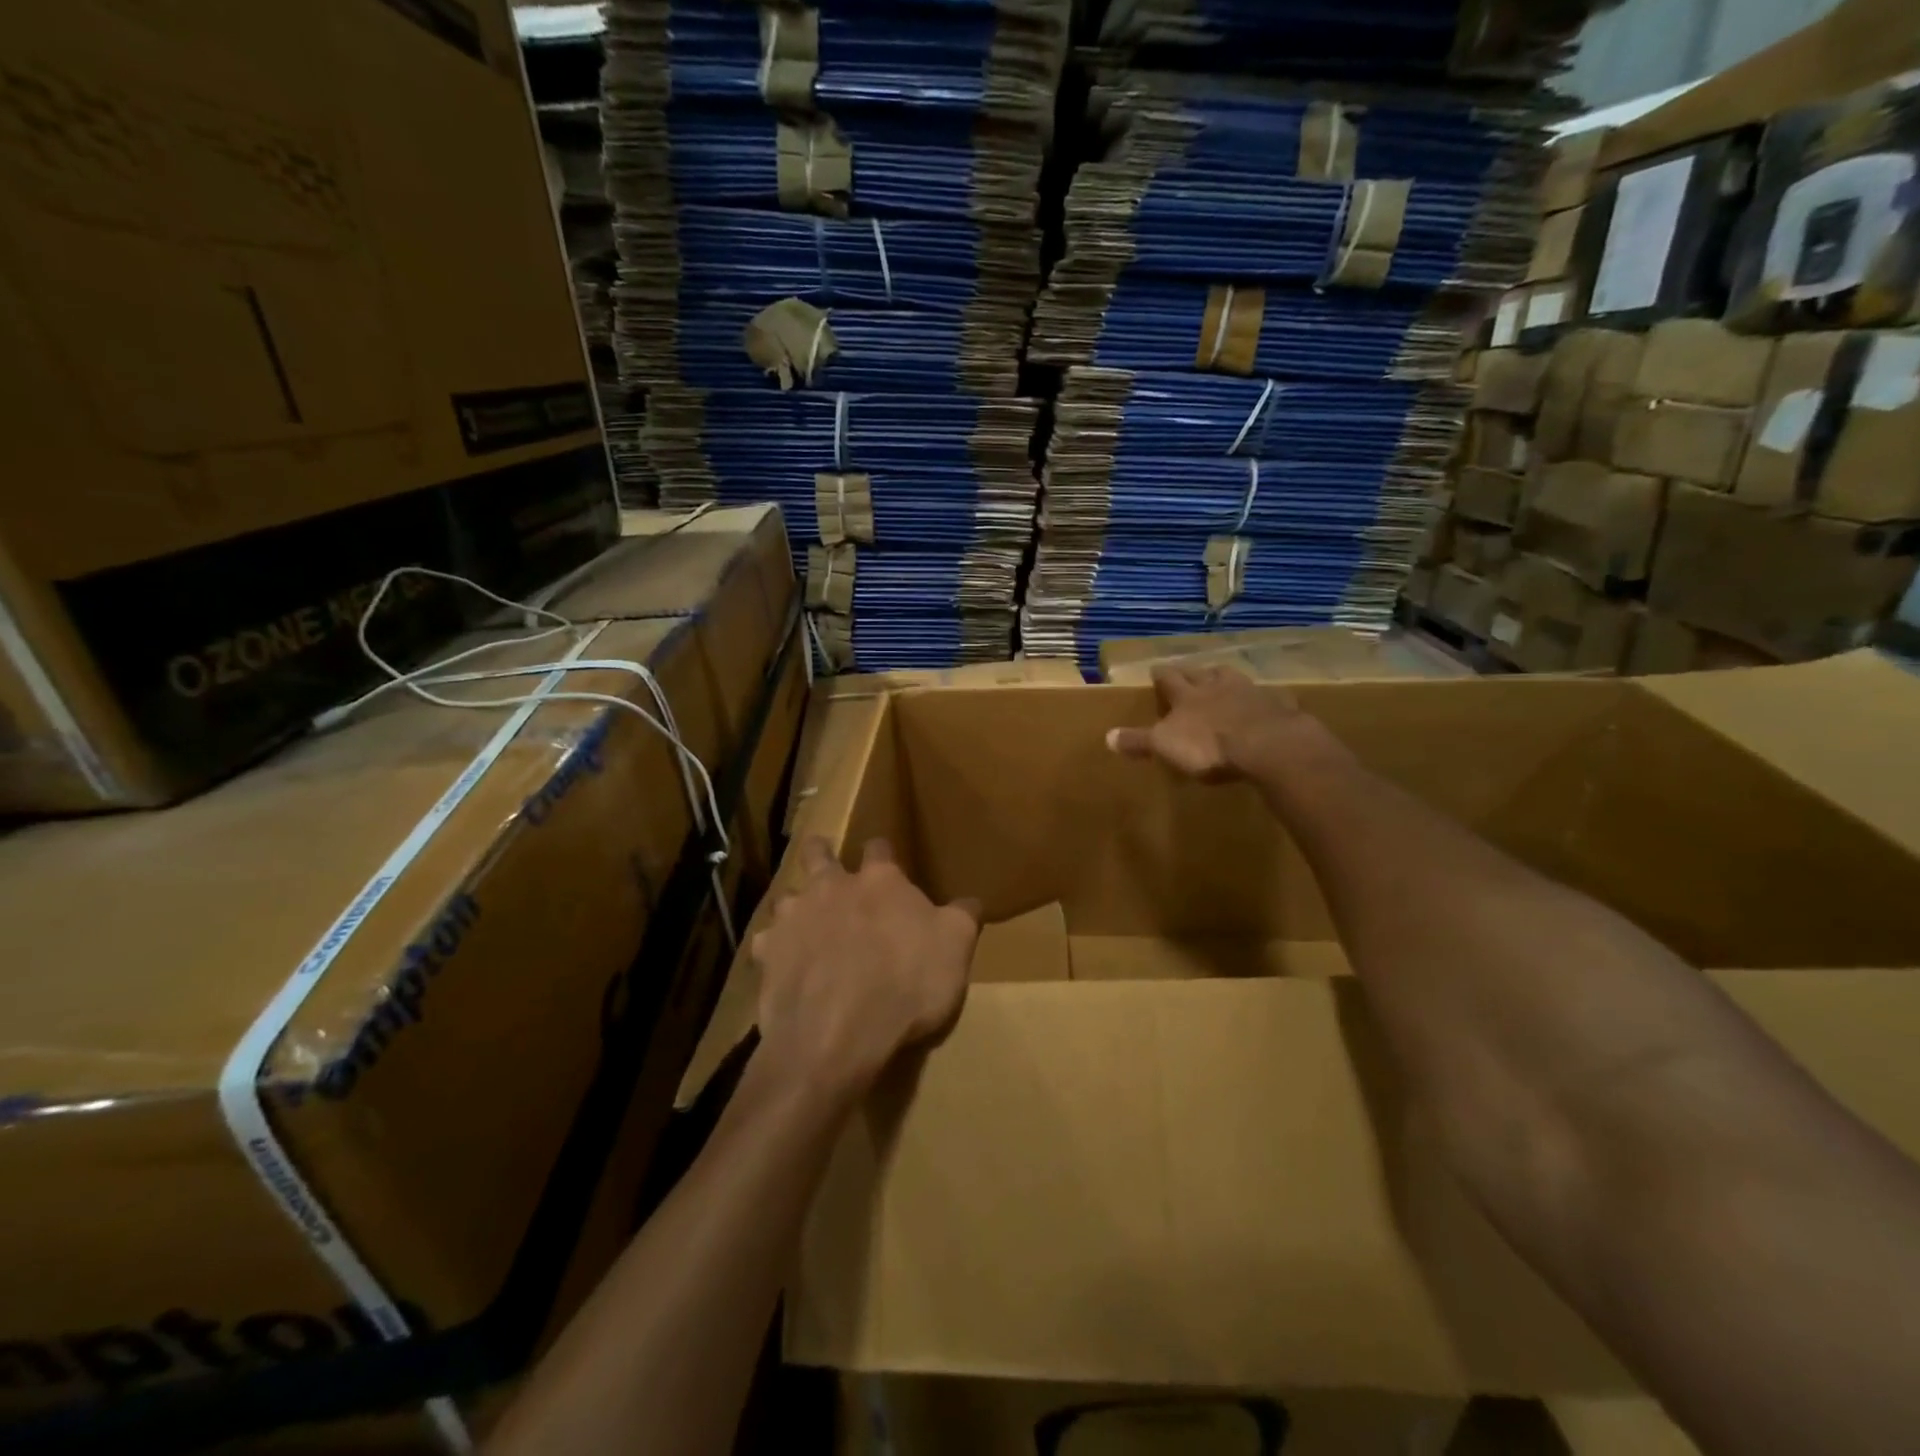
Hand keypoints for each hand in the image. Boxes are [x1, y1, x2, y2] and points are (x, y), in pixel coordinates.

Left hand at [753, 837, 979, 1101]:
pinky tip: (781, 963)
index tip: (886, 859)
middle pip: (818, 854)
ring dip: (796, 905)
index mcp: (879, 880)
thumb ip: (962, 917)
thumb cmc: (907, 983)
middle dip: (821, 852)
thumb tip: (971, 900)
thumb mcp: (955, 948)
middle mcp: (832, 887)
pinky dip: (774, 949)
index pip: (879, 848)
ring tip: (803, 921)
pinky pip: (766, 943)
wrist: (838, 1032)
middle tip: (823, 857)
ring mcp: (794, 918)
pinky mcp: (768, 954)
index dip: (883, 852)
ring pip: (787, 896)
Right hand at [1106, 664, 1313, 782]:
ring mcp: (1251, 693)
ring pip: (1235, 679)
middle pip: (1204, 673)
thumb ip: (1139, 741)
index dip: (1162, 675)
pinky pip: (1269, 699)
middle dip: (1195, 672)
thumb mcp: (1165, 745)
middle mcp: (1217, 687)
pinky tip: (1265, 705)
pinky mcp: (1279, 707)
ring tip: (1223, 681)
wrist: (1267, 745)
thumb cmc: (1209, 746)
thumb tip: (1107, 736)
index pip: (1169, 679)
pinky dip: (1263, 701)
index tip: (1156, 669)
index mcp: (1187, 695)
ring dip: (1227, 680)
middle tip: (1191, 671)